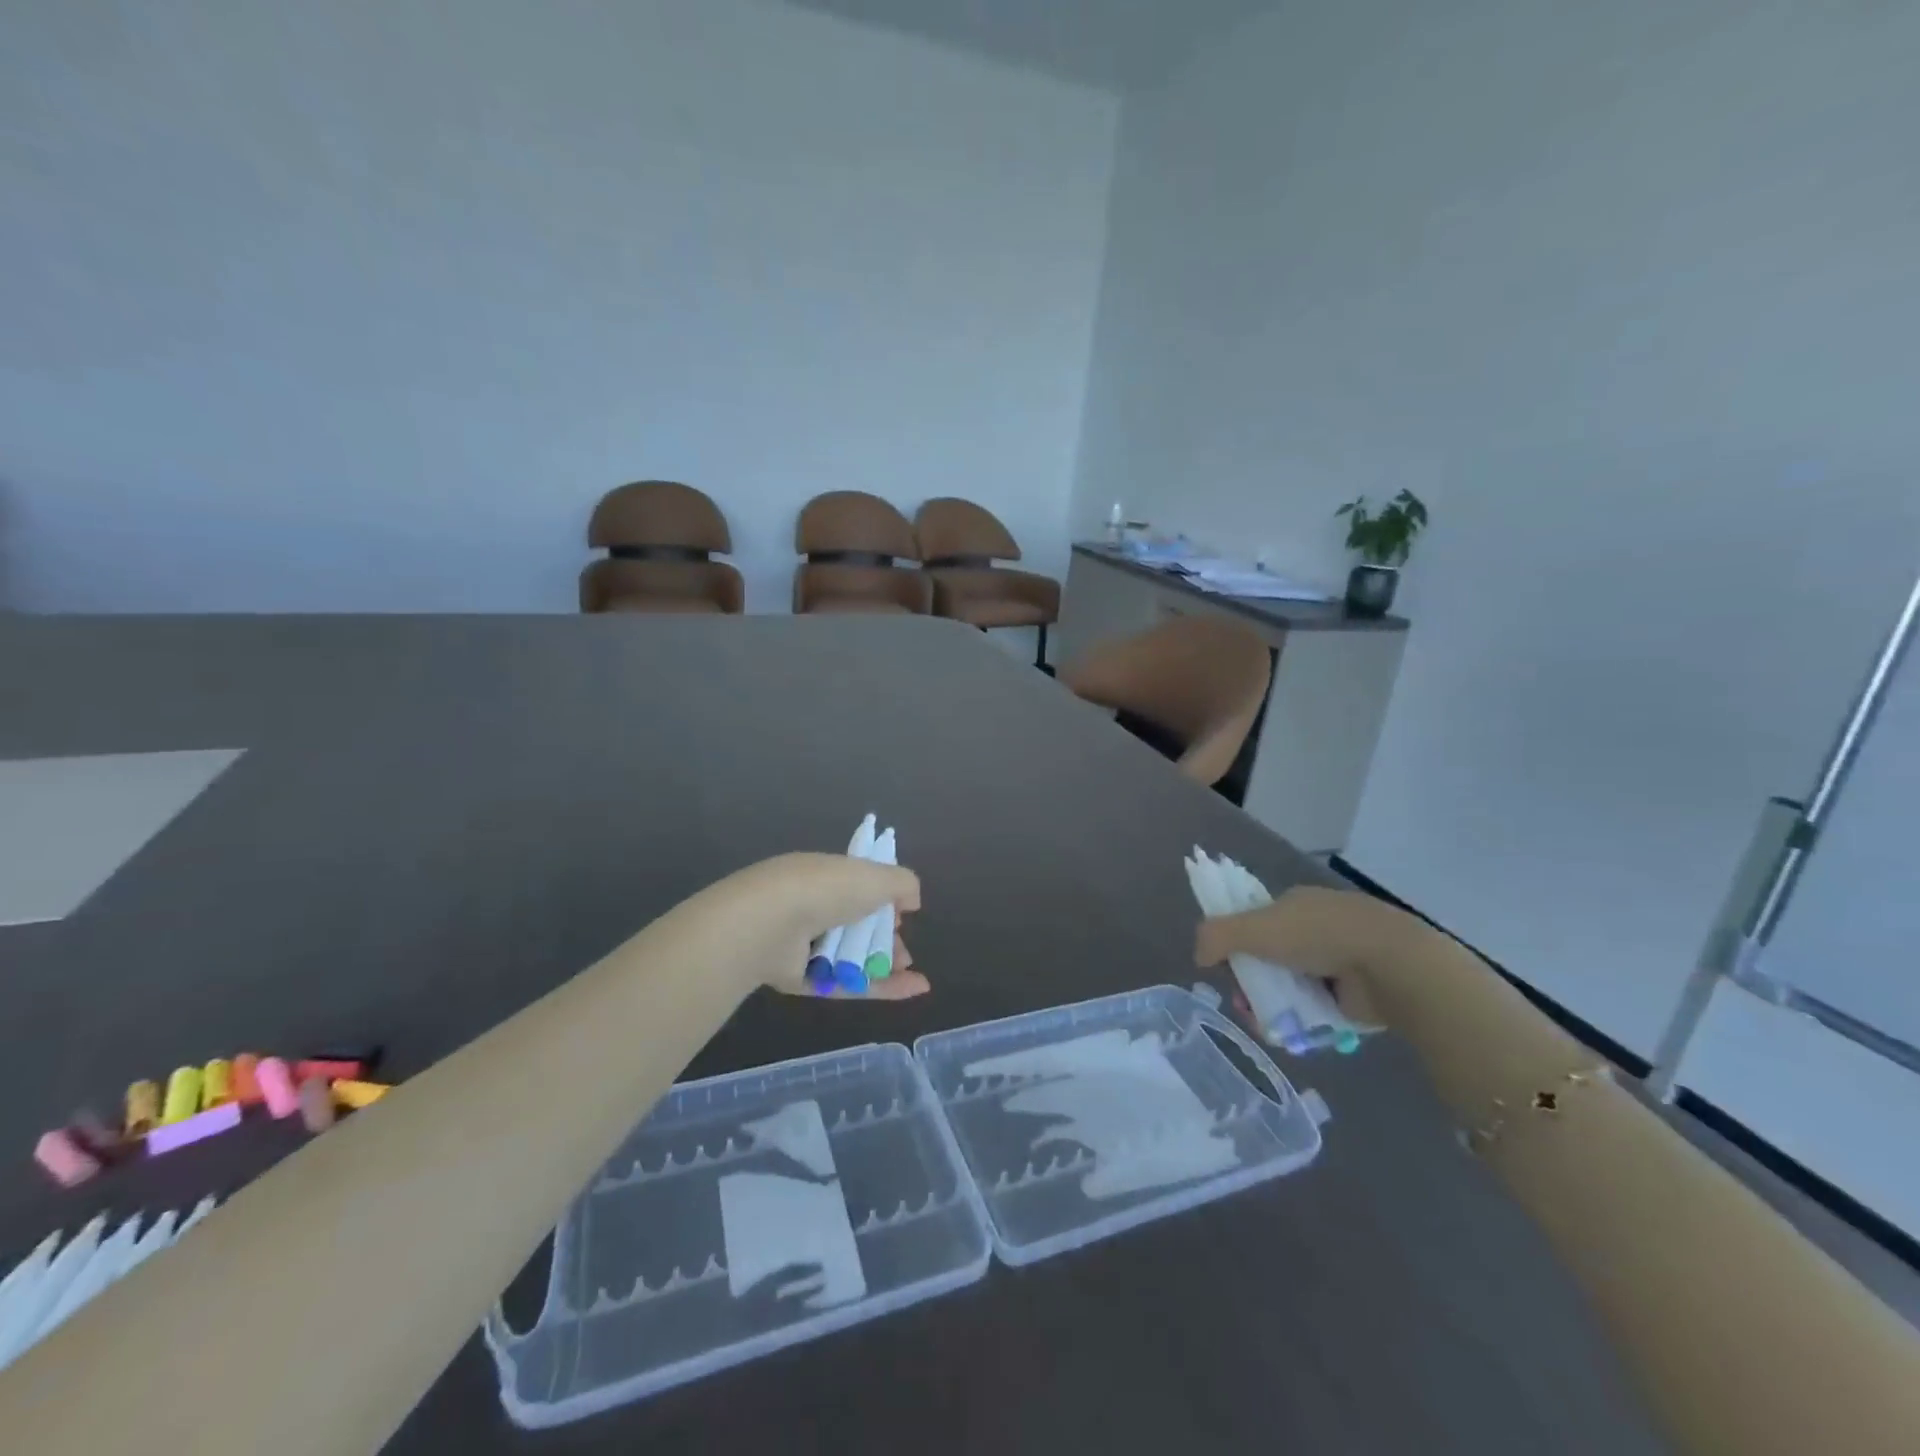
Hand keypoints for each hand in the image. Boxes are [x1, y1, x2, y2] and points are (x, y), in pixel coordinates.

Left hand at [735, 852, 928, 1000]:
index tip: (903, 913)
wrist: (770, 924)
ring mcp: (802, 944)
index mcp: (826, 876)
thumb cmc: (826, 889)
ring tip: (910, 973)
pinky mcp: (799, 978)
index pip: (858, 888)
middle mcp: (812, 906)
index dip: (884, 900)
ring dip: (884, 965)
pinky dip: (878, 987)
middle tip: (905, 952)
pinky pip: (844, 983)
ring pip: (850, 958)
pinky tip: (912, 990)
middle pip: (856, 926)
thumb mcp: (876, 876)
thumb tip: (912, 901)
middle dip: (886, 939)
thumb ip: (902, 883)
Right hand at [1194, 887, 1383, 1027]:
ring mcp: (1338, 962)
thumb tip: (1198, 957)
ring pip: (1290, 985)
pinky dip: (1300, 1020)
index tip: (1226, 966)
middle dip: (1251, 981)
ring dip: (1272, 1003)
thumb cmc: (1318, 934)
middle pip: (1269, 957)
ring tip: (1265, 1023)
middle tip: (1243, 1002)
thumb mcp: (1254, 927)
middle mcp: (1316, 928)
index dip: (1237, 942)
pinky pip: (1314, 1009)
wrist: (1390, 965)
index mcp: (1296, 903)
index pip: (1255, 921)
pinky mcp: (1354, 995)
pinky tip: (1291, 1032)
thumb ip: (1216, 936)